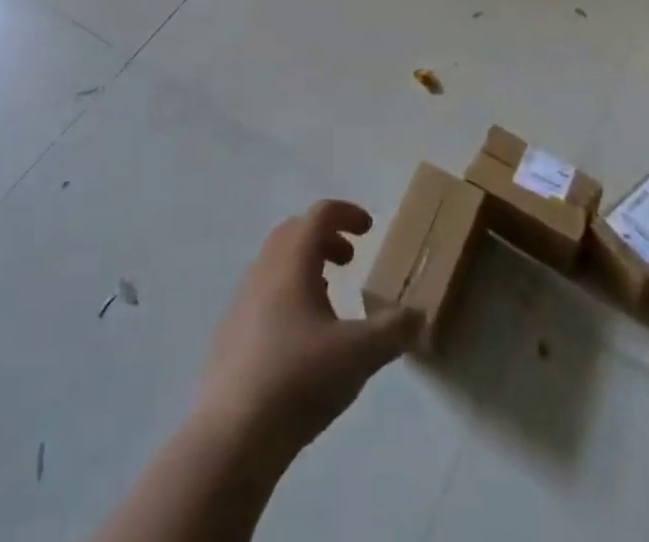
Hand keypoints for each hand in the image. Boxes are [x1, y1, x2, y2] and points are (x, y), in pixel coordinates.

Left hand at [193, 201, 416, 456]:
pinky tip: (300, 336)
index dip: (347, 213)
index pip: (319, 214)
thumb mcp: (359, 355)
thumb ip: (393, 330)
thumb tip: (418, 314)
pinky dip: (286, 293)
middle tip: (350, 259)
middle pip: (294, 232)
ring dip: (304, 265)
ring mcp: (241, 300)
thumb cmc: (299, 379)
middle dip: (325, 237)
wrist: (231, 436)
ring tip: (328, 297)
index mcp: (292, 260)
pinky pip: (262, 292)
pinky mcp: (229, 332)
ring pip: (275, 262)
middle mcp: (263, 269)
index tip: (369, 229)